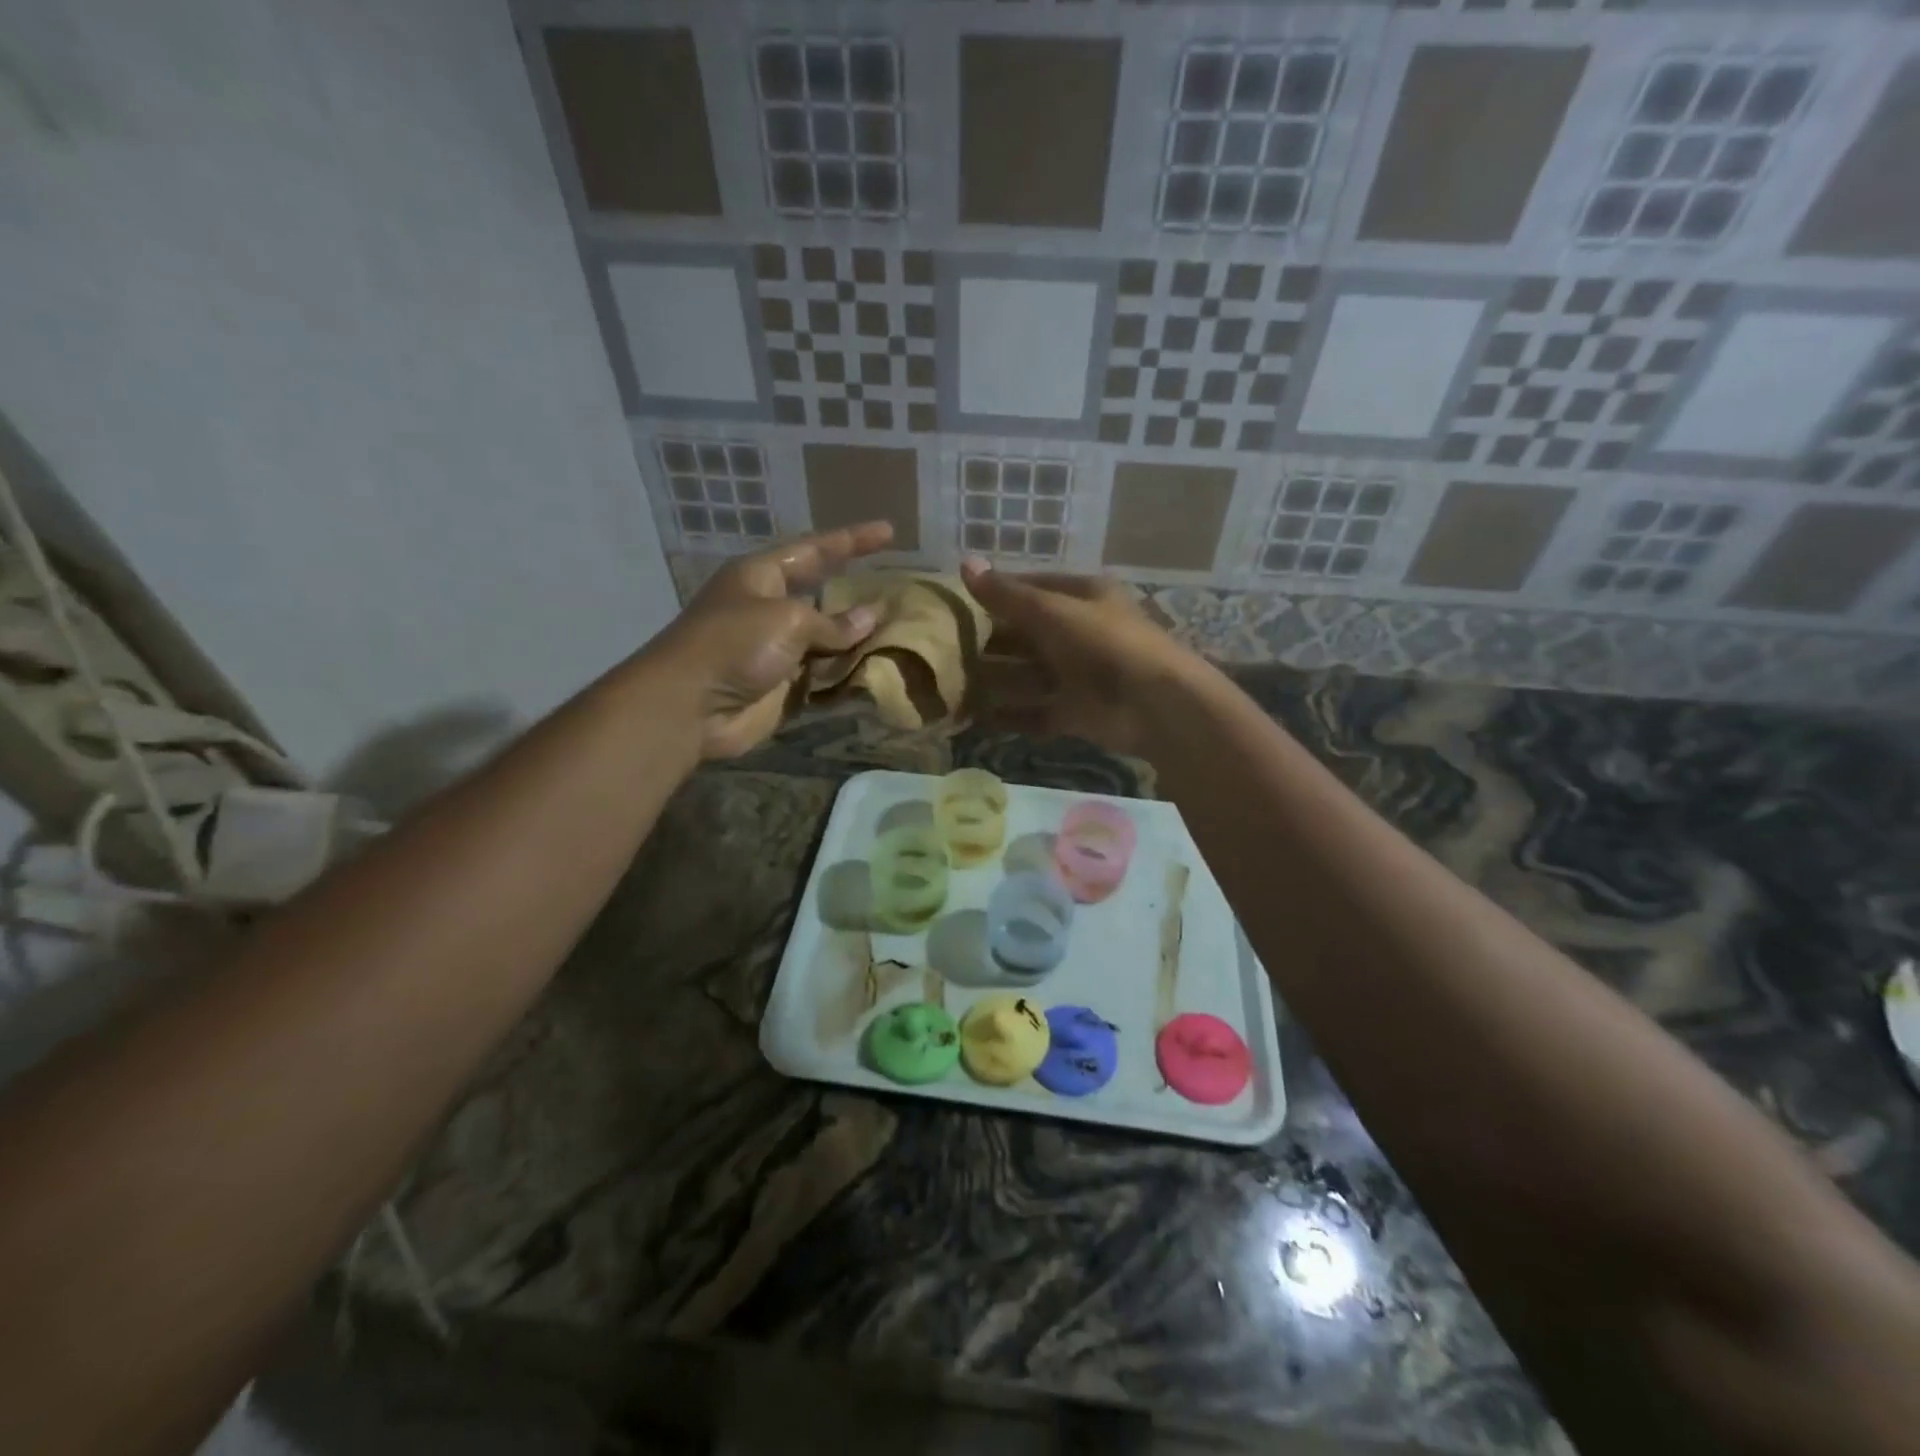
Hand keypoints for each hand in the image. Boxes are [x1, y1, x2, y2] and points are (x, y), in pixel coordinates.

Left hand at [650, 523, 893, 758]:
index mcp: (762, 576)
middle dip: (859, 593)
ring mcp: (778, 649)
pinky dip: (849, 673)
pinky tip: (881, 669)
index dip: (852, 540)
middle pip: (824, 595)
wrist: (691, 707)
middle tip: (901, 587)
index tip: (890, 532)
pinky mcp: (783, 686)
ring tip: (904, 631)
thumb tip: (870, 618)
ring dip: (860, 638)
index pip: (815, 550)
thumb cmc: (734, 645)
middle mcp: (771, 608)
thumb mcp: (787, 620)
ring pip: (829, 639)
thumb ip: (833, 622)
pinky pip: (825, 675)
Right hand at [960, 556, 1199, 756]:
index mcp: (1082, 597)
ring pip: (1027, 675)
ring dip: (994, 679)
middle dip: (990, 641)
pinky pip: (1035, 712)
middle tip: (944, 647)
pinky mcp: (1076, 712)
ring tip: (950, 684)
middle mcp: (1079, 633)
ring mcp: (1078, 675)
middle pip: (1026, 634)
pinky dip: (1010, 715)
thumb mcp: (1052, 612)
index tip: (956, 600)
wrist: (1155, 705)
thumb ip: (1007, 595)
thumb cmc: (1104, 644)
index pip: (1032, 587)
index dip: (996, 591)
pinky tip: (975, 718)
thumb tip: (964, 563)